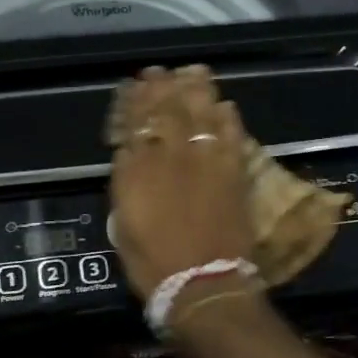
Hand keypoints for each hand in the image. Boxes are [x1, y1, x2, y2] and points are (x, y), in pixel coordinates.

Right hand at [109, 66, 255, 299]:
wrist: (202, 286)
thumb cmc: (153, 264)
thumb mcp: (123, 224)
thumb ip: (126, 182)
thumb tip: (130, 153)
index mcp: (138, 170)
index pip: (134, 123)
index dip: (134, 101)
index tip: (134, 85)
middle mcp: (171, 157)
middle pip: (166, 110)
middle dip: (162, 86)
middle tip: (160, 71)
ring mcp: (206, 162)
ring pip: (201, 113)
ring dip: (196, 90)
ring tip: (193, 73)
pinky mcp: (234, 172)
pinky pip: (232, 135)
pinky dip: (228, 117)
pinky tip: (224, 105)